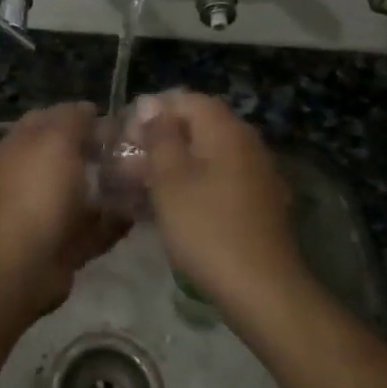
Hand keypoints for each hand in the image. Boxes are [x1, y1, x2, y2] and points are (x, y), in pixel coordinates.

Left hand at [0, 102, 130, 315]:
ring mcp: (45, 208)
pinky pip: (93, 224)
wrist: (28, 260)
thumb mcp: (57, 139)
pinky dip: (113, 219)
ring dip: (111, 185)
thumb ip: (74, 118)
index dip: (79, 114)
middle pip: (70, 154)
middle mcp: (30, 174)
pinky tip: (138, 212)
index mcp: (21, 145)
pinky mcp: (62, 239)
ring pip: (84, 190)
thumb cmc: (41, 190)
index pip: (50, 117)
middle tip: (134, 149)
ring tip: (142, 178)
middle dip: (101, 151)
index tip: (113, 119)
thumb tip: (88, 110)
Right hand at [132, 91, 303, 303]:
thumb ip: (160, 136)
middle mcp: (247, 143)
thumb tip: (153, 106)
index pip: (187, 100)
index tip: (126, 136)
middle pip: (199, 126)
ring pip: (208, 155)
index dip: (153, 112)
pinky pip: (220, 179)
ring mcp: (257, 173)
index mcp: (226, 130)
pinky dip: (195, 184)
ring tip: (143, 186)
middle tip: (130, 163)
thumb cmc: (206, 227)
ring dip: (176, 164)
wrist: (260, 287)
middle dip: (162, 139)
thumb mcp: (170, 179)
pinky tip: (172, 207)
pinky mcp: (259, 202)